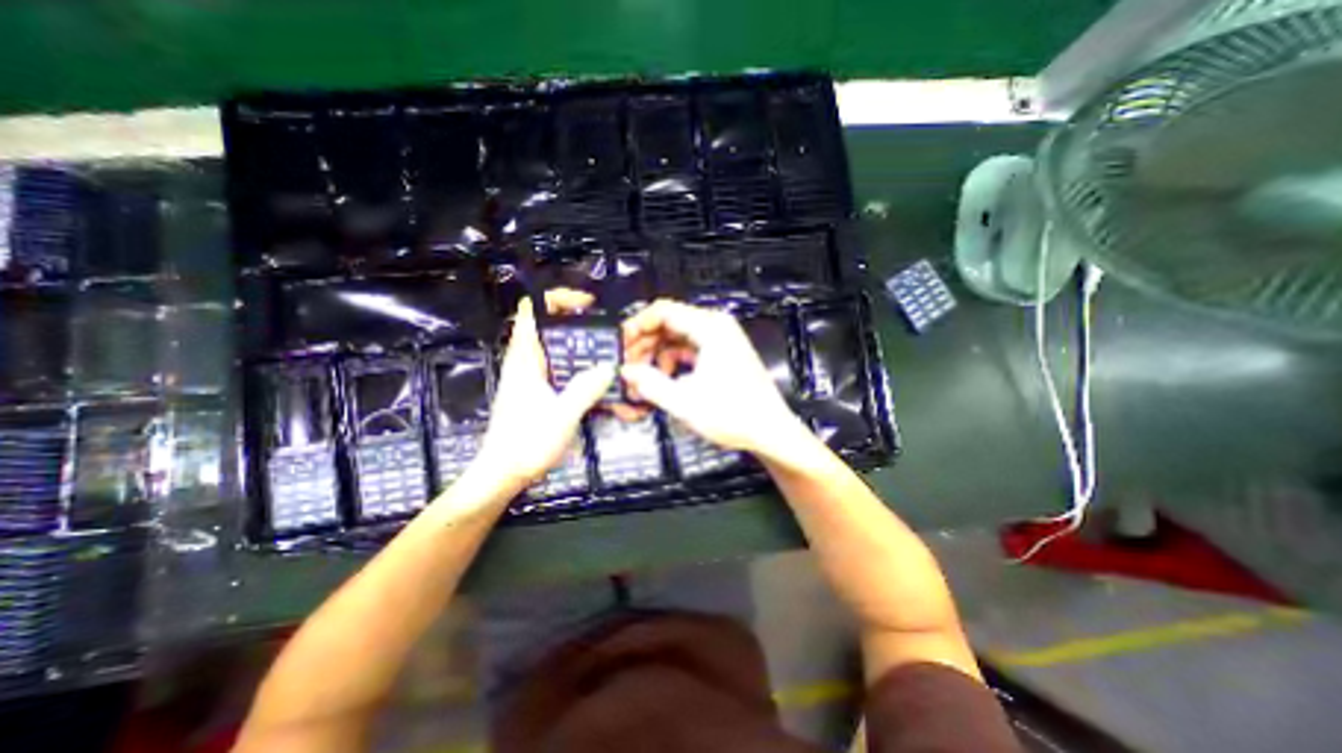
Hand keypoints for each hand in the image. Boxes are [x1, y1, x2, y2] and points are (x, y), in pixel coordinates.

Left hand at [472, 295, 612, 493]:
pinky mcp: (537, 391)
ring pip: (555, 347)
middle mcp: (526, 362)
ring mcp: (531, 377)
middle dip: (576, 322)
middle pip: (548, 326)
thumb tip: (608, 366)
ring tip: (606, 352)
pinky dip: (576, 364)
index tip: (586, 305)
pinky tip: (595, 378)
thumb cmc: (526, 443)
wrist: (502, 474)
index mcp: (525, 359)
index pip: (532, 311)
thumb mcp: (562, 416)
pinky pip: (558, 367)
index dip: (556, 299)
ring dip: (578, 345)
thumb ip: (585, 389)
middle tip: (606, 331)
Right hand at [619, 299, 805, 459]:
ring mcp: (720, 339)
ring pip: (677, 337)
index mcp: (710, 328)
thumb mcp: (684, 402)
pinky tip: (663, 380)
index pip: (663, 311)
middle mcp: (716, 327)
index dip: (637, 325)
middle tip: (627, 366)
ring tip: (642, 379)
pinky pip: (689, 349)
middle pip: (669, 323)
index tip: (620, 345)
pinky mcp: (722, 353)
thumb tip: (626, 371)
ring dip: (656, 355)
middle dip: (645, 344)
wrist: (771, 431)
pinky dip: (672, 361)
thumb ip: (650, 384)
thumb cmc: (734, 415)